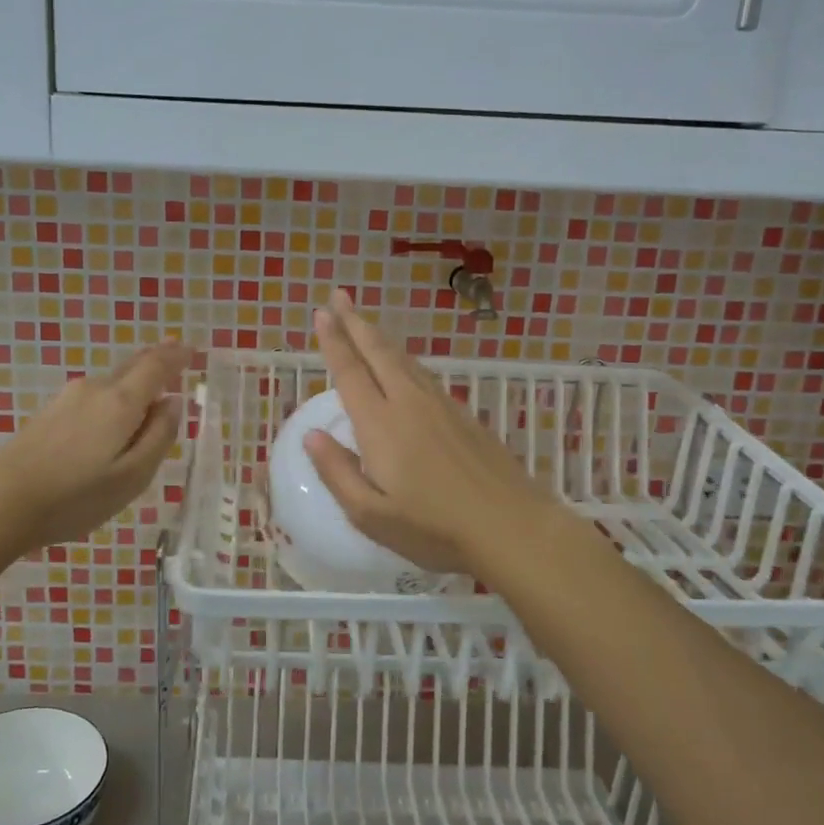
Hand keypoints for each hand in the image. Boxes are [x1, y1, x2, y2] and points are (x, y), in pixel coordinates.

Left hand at [0, 342, 190, 550]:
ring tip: (149, 400)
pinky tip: (111, 422)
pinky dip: (113, 400)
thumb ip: (159, 436)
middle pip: (132, 367)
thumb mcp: (133, 476)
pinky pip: (94, 398)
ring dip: (133, 385)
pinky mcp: (49, 413)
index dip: (177, 356)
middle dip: (156, 362)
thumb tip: (173, 403)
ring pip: (112, 384)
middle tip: (177, 358)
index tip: (192, 350)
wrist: (2, 505)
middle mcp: (94, 389)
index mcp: (120, 402)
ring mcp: (67, 399)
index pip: (156, 366)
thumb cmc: (76, 497)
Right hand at [303, 290, 562, 578]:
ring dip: (380, 338)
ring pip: (404, 360)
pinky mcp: (464, 416)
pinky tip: (404, 366)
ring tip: (365, 323)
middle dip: (355, 322)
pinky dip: (404, 360)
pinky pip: (424, 375)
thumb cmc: (434, 528)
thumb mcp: (371, 515)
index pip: (350, 372)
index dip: (333, 341)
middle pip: (378, 353)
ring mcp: (441, 407)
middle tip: (339, 296)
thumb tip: (311, 436)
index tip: (321, 313)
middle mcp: (409, 404)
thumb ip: (337, 472)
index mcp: (381, 425)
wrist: (511, 526)